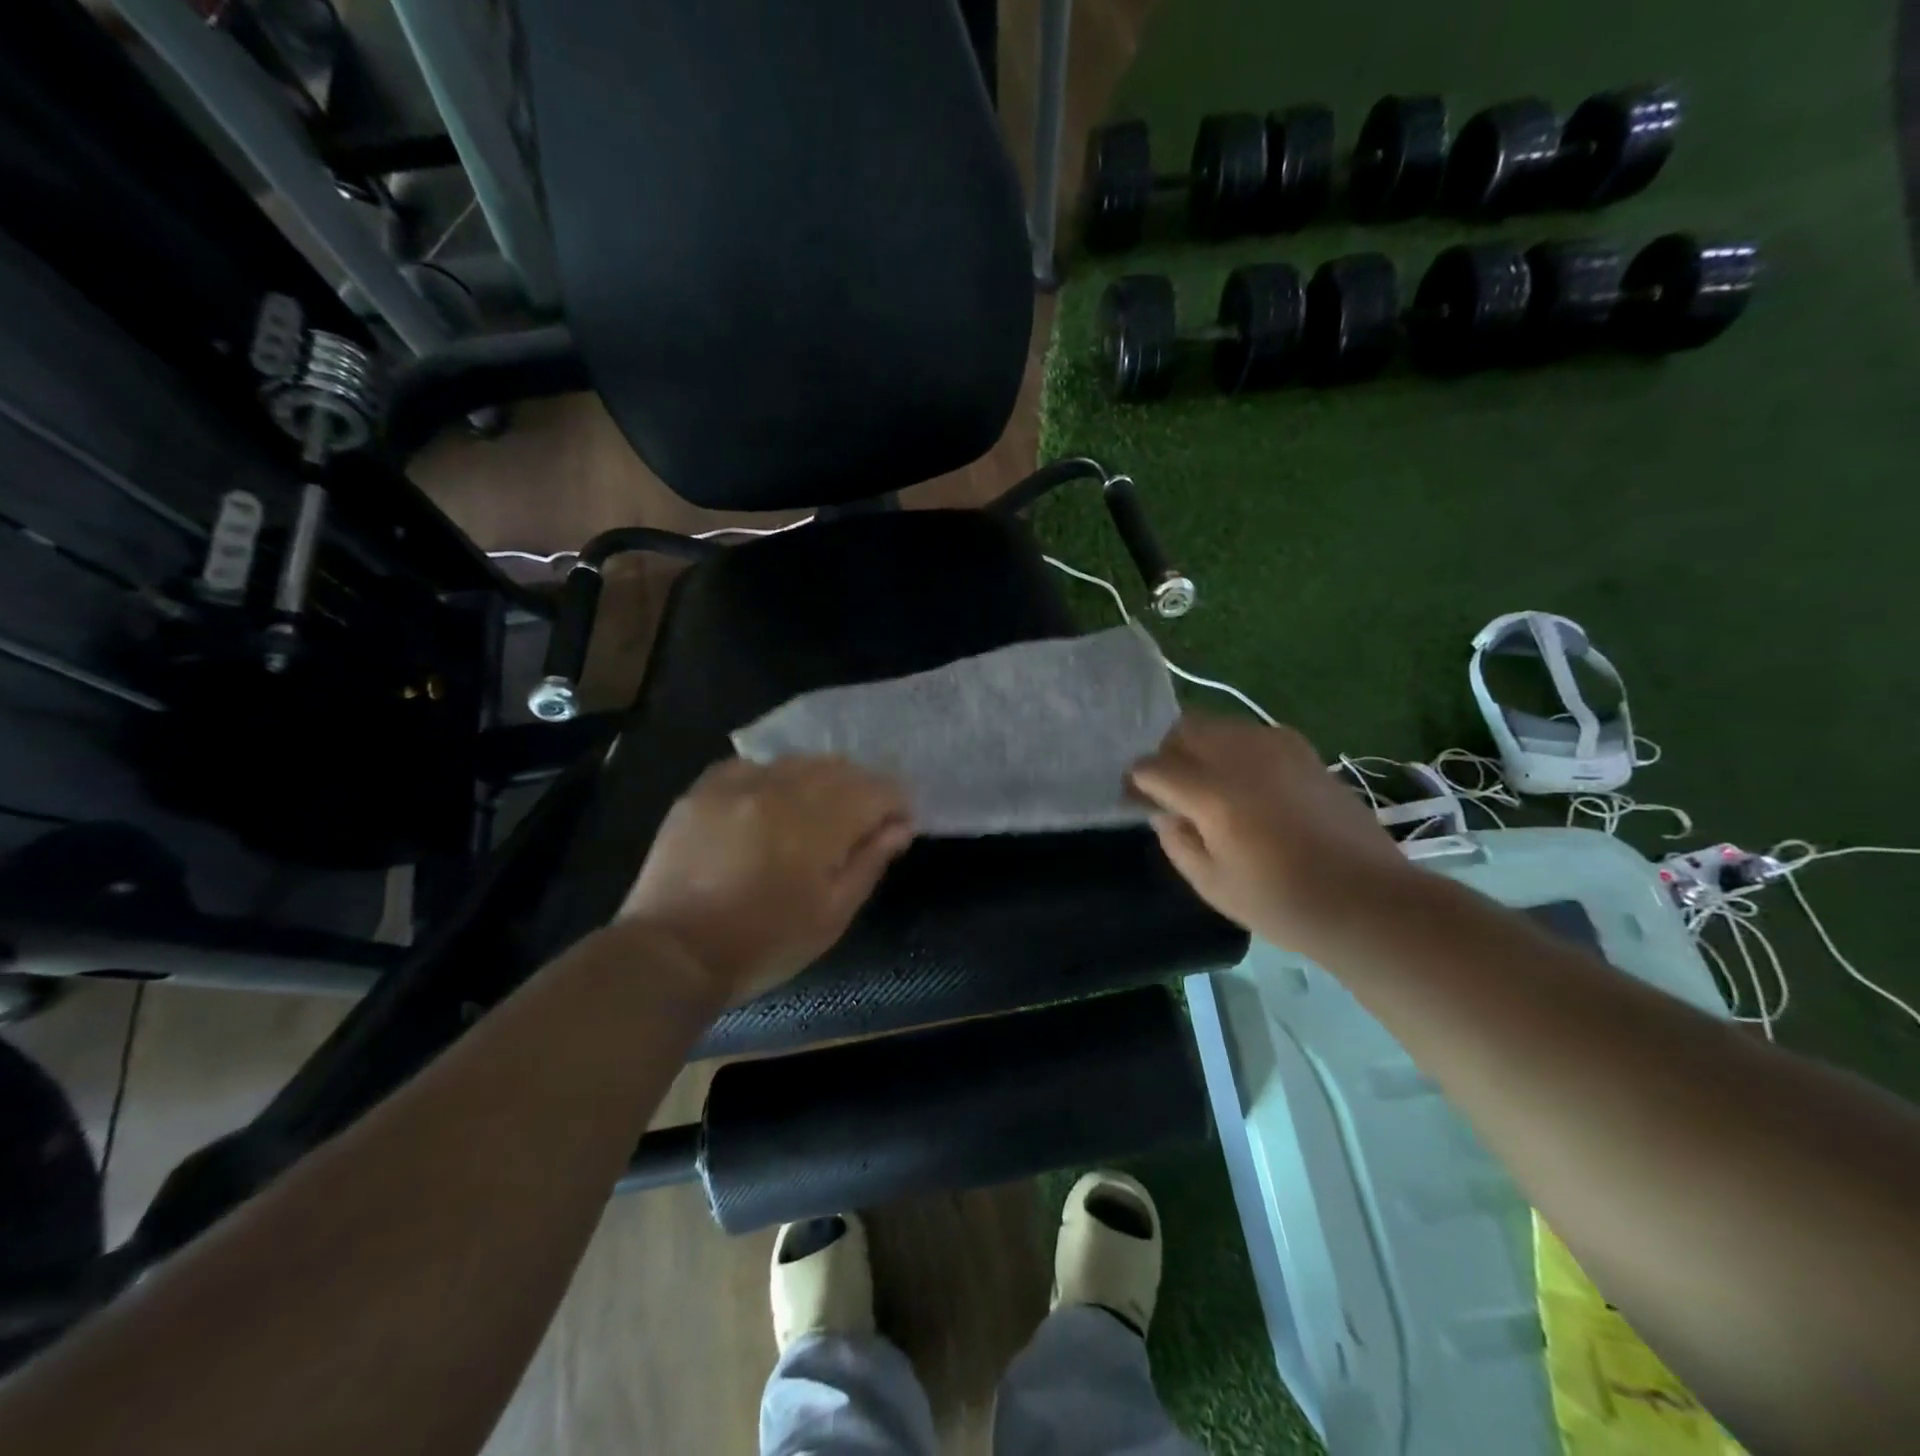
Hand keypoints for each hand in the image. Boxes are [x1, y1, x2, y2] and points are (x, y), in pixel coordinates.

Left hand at [619, 756, 914, 1006]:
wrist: (674, 953)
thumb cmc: (764, 944)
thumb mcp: (831, 915)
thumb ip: (870, 863)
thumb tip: (900, 826)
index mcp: (817, 824)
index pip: (875, 790)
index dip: (895, 803)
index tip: (896, 824)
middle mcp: (780, 790)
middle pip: (839, 768)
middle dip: (861, 789)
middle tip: (860, 822)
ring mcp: (738, 785)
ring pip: (797, 761)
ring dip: (819, 781)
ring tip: (815, 813)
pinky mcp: (703, 789)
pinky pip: (752, 766)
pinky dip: (772, 778)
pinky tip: (768, 804)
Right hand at [1129, 713, 1412, 950]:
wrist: (1367, 899)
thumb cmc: (1283, 902)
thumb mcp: (1212, 885)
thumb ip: (1177, 841)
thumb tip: (1163, 812)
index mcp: (1212, 793)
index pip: (1154, 767)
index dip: (1137, 782)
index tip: (1135, 800)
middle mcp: (1240, 756)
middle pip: (1184, 730)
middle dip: (1166, 753)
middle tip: (1169, 788)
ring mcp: (1276, 747)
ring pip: (1218, 724)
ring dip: (1200, 746)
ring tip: (1205, 782)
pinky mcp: (1303, 750)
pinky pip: (1251, 733)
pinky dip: (1234, 748)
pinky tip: (1245, 782)